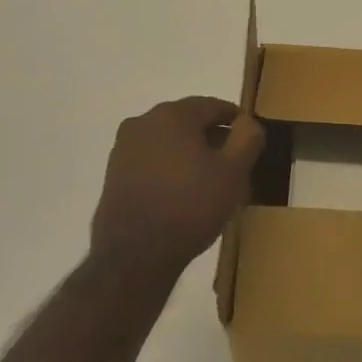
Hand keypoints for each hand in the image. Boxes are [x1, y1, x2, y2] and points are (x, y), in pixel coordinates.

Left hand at [91, 96, 263, 274]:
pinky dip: (168, 169)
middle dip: (210, 137)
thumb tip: (247, 122)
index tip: (248, 137)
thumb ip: (247, 138)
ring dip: (188, 153)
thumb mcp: (234, 172)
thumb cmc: (191, 206)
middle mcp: (143, 122)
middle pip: (187, 122)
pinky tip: (180, 193)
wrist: (135, 255)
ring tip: (207, 181)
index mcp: (172, 114)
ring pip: (167, 141)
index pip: (212, 106)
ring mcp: (124, 149)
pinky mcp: (113, 175)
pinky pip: (150, 161)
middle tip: (231, 162)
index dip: (234, 120)